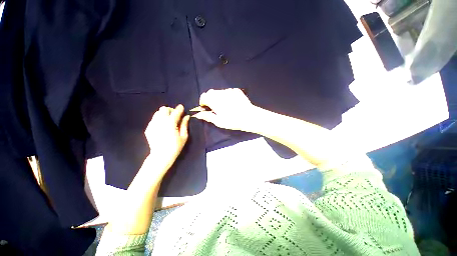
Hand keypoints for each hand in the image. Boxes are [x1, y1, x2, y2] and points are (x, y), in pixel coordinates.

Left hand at [145, 105, 189, 173]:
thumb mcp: (184, 136)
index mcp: (171, 123)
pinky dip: (159, 120)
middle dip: (170, 110)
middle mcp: (160, 121)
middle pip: (164, 109)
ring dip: (164, 114)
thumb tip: (186, 116)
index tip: (182, 108)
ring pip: (158, 113)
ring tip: (168, 121)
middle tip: (175, 116)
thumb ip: (184, 125)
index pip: (175, 112)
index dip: (179, 108)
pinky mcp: (148, 128)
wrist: (161, 156)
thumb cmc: (175, 147)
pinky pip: (154, 119)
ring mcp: (153, 124)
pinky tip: (162, 127)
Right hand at [193, 88, 257, 130]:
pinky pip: (228, 91)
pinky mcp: (236, 90)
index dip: (203, 102)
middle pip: (211, 93)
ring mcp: (229, 90)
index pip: (203, 96)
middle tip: (215, 108)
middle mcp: (220, 93)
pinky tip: (232, 102)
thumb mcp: (218, 121)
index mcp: (214, 100)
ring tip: (225, 105)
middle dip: (210, 99)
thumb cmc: (232, 121)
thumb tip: (197, 114)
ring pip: (219, 91)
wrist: (249, 117)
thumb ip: (207, 116)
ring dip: (218, 97)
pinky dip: (227, 95)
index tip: (207, 108)